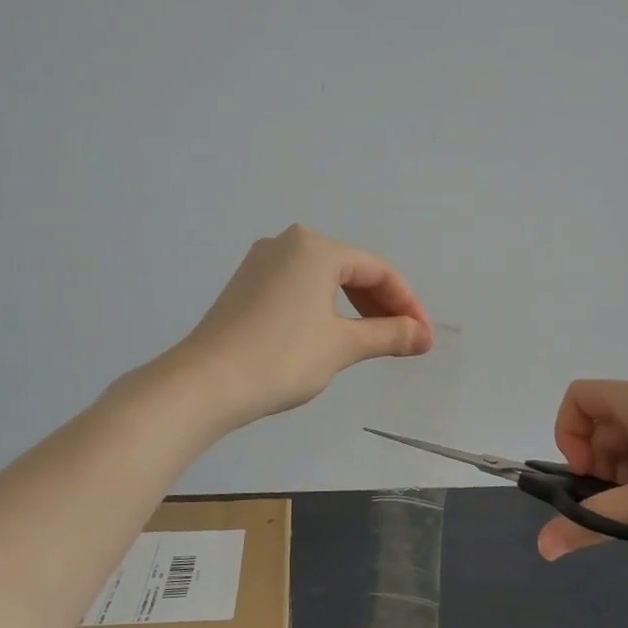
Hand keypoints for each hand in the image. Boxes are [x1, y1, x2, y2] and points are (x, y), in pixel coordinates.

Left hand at [174, 225, 432, 427]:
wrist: (204, 383)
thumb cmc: (281, 358)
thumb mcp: (342, 346)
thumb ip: (388, 335)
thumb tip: (422, 336)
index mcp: (315, 247)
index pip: (378, 271)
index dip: (407, 304)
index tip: (423, 338)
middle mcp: (288, 243)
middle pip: (351, 270)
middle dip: (382, 306)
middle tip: (404, 341)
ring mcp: (262, 263)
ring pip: (324, 280)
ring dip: (354, 308)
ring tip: (373, 341)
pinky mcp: (246, 285)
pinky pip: (299, 288)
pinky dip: (324, 308)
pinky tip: (332, 334)